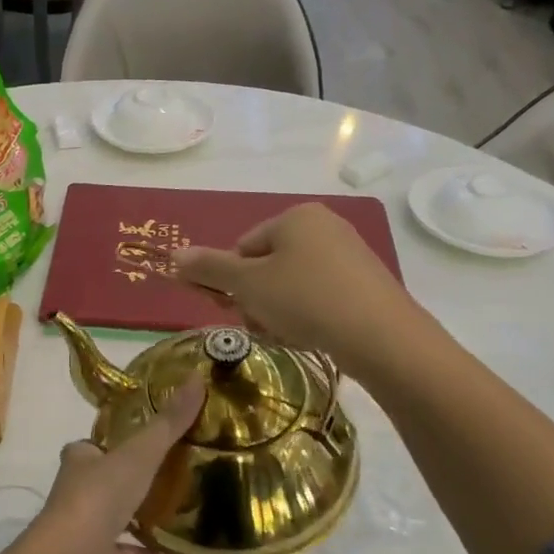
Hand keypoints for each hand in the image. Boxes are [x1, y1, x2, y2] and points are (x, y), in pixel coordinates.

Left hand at [23, 378, 204, 553]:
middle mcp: (76, 490)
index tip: (141, 441)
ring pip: (111, 517)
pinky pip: (122, 552)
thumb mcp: (140, 452)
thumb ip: (168, 422)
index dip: (112, 442)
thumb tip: (197, 378)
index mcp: (80, 460)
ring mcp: (82, 526)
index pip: (92, 445)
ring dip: (135, 516)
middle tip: (166, 474)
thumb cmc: (101, 495)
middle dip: (127, 478)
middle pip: (103, 479)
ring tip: (171, 512)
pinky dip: (142, 553)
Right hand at [172, 204, 427, 380]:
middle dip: (256, 301)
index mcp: (295, 217)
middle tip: (261, 326)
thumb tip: (173, 255)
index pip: (243, 247)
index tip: (234, 310)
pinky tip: (311, 337)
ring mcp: (349, 255)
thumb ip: (209, 269)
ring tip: (288, 335)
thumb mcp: (248, 285)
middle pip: (267, 267)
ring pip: (291, 286)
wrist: (380, 335)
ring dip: (278, 313)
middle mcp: (324, 226)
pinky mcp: (365, 284)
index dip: (231, 282)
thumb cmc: (305, 300)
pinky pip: (320, 297)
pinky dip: (308, 317)